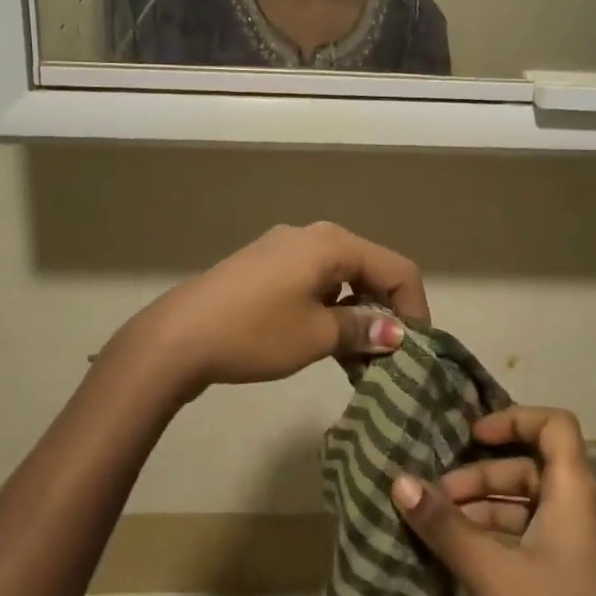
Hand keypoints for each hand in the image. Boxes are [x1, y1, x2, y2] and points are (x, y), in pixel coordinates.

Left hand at [119, 222, 429, 397]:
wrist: (177, 337)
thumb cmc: (254, 333)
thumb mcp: (315, 336)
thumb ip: (361, 329)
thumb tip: (396, 333)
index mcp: (332, 243)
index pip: (397, 268)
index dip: (416, 308)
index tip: (417, 350)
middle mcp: (312, 235)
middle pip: (369, 268)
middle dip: (386, 311)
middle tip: (391, 357)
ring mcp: (284, 248)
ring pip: (341, 277)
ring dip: (357, 314)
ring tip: (359, 359)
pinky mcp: (264, 266)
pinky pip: (313, 282)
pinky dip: (329, 308)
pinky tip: (326, 342)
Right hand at [392, 407, 595, 595]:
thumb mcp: (492, 576)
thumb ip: (445, 526)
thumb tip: (399, 481)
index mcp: (579, 497)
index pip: (556, 426)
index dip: (513, 419)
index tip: (471, 436)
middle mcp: (592, 514)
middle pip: (537, 469)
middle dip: (484, 476)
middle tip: (438, 500)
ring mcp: (594, 552)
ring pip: (537, 507)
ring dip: (491, 510)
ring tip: (445, 531)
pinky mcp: (588, 585)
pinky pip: (545, 538)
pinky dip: (508, 538)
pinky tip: (473, 561)